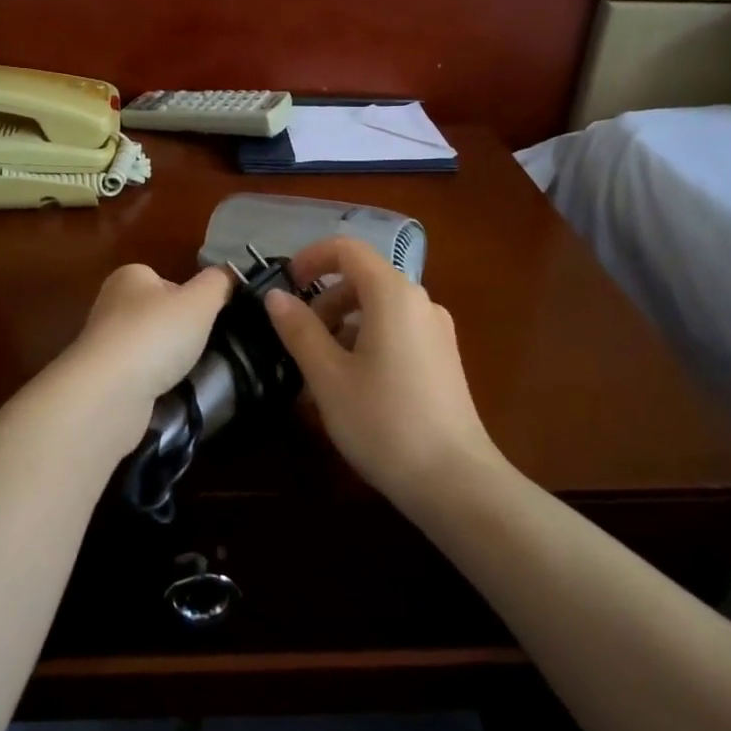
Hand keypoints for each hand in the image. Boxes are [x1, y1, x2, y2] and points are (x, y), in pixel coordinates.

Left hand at [65, 262, 233, 408]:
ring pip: (151, 348)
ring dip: (170, 360)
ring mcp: (105, 345)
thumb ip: (219, 282)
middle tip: (206, 346)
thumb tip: (229, 273)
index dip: (192, 297)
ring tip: (191, 372)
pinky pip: (141, 376)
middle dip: (182, 331)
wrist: (109, 394)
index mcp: (129, 277)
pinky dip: (157, 383)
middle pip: (160, 315)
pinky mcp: (105, 380)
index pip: (168, 281)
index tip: (210, 318)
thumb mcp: (200, 300)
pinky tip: (169, 392)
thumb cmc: (156, 334)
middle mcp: (111, 305)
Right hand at [265, 238, 496, 498]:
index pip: (348, 249)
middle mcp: (420, 301)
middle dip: (324, 298)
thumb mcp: (328, 376)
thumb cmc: (383, 422)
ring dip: (343, 322)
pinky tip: (351, 383)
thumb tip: (276, 296)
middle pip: (363, 278)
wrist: (454, 480)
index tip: (285, 286)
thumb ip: (299, 329)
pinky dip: (366, 339)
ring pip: (379, 307)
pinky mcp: (442, 357)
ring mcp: (436, 330)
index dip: (311, 258)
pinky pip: (396, 330)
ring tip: (319, 366)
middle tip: (297, 337)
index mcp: (393, 294)